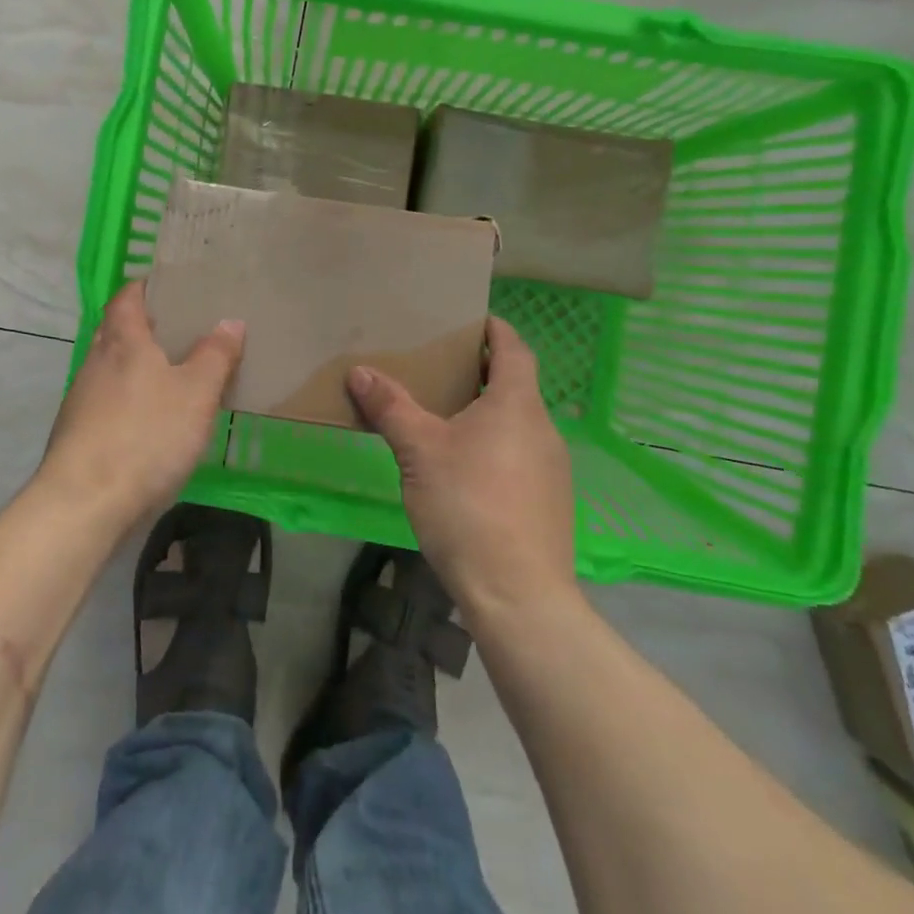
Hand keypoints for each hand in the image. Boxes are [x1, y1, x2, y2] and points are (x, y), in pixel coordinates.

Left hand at [39, 281, 243, 527]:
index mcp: (122, 341)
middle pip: (117, 331)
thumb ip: (215, 355)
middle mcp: (95, 362)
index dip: (145, 287)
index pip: (127, 298)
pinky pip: (107, 402)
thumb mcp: (196, 394)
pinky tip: (151, 421)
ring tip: (173, 375)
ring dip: (136, 366)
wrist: (85, 503)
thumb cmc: (146, 435)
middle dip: (144, 327)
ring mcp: (81, 399)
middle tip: (181, 330)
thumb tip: (230, 321)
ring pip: (111, 369)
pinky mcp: (78, 433)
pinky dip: (129, 399)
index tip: (169, 286)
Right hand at [347, 318, 575, 618]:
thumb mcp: (419, 450)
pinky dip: (496, 447)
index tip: (471, 320)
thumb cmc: (468, 504)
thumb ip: (391, 407)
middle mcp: (544, 429)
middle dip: (482, 373)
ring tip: (446, 419)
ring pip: (518, 424)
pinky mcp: (551, 503)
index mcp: (517, 405)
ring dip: (488, 413)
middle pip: (516, 386)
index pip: (514, 349)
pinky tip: (466, 471)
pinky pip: (522, 457)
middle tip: (441, 369)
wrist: (517, 593)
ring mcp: (553, 469)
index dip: (495, 330)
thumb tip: (360, 371)